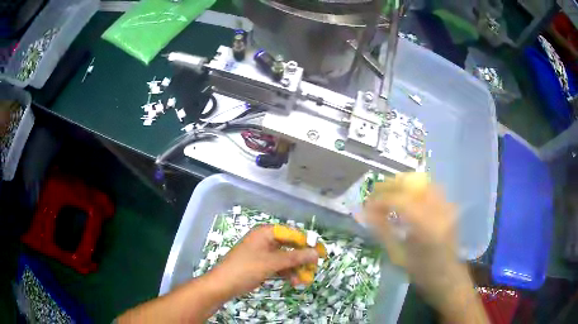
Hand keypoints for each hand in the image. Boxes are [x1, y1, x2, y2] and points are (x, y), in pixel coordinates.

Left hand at [208, 225, 318, 298]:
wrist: (223, 285)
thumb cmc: (246, 268)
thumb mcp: (272, 263)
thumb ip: (295, 257)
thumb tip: (316, 253)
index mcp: (266, 233)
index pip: (292, 233)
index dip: (307, 243)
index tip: (320, 254)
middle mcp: (266, 240)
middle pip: (290, 246)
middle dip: (302, 259)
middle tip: (313, 269)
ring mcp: (264, 253)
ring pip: (286, 258)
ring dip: (296, 269)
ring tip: (304, 280)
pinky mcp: (262, 265)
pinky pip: (279, 266)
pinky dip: (287, 273)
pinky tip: (294, 282)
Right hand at [360, 173, 487, 322]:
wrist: (448, 278)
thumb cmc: (422, 273)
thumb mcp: (399, 256)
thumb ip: (382, 232)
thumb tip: (364, 213)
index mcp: (427, 227)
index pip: (400, 201)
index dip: (380, 200)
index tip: (366, 205)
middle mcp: (439, 210)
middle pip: (413, 184)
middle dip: (390, 185)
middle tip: (374, 194)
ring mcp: (447, 206)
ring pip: (422, 182)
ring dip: (402, 185)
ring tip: (388, 194)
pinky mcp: (449, 206)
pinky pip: (430, 189)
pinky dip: (414, 190)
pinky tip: (406, 199)